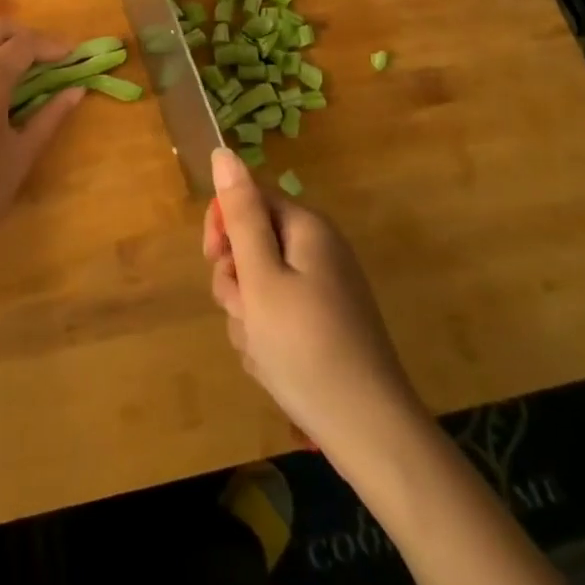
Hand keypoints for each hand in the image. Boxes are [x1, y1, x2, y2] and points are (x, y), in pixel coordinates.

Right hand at [203, 148, 420, 453]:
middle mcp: (318, 250)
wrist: (369, 432)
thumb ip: (240, 214)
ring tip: (262, 347)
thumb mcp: (261, 276)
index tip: (215, 262)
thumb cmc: (306, 346)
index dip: (223, 228)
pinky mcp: (325, 324)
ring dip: (248, 315)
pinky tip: (274, 365)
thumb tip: (224, 152)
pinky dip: (267, 336)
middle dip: (236, 280)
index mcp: (307, 228)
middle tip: (245, 313)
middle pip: (252, 244)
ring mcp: (324, 290)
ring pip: (259, 285)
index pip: (248, 200)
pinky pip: (278, 316)